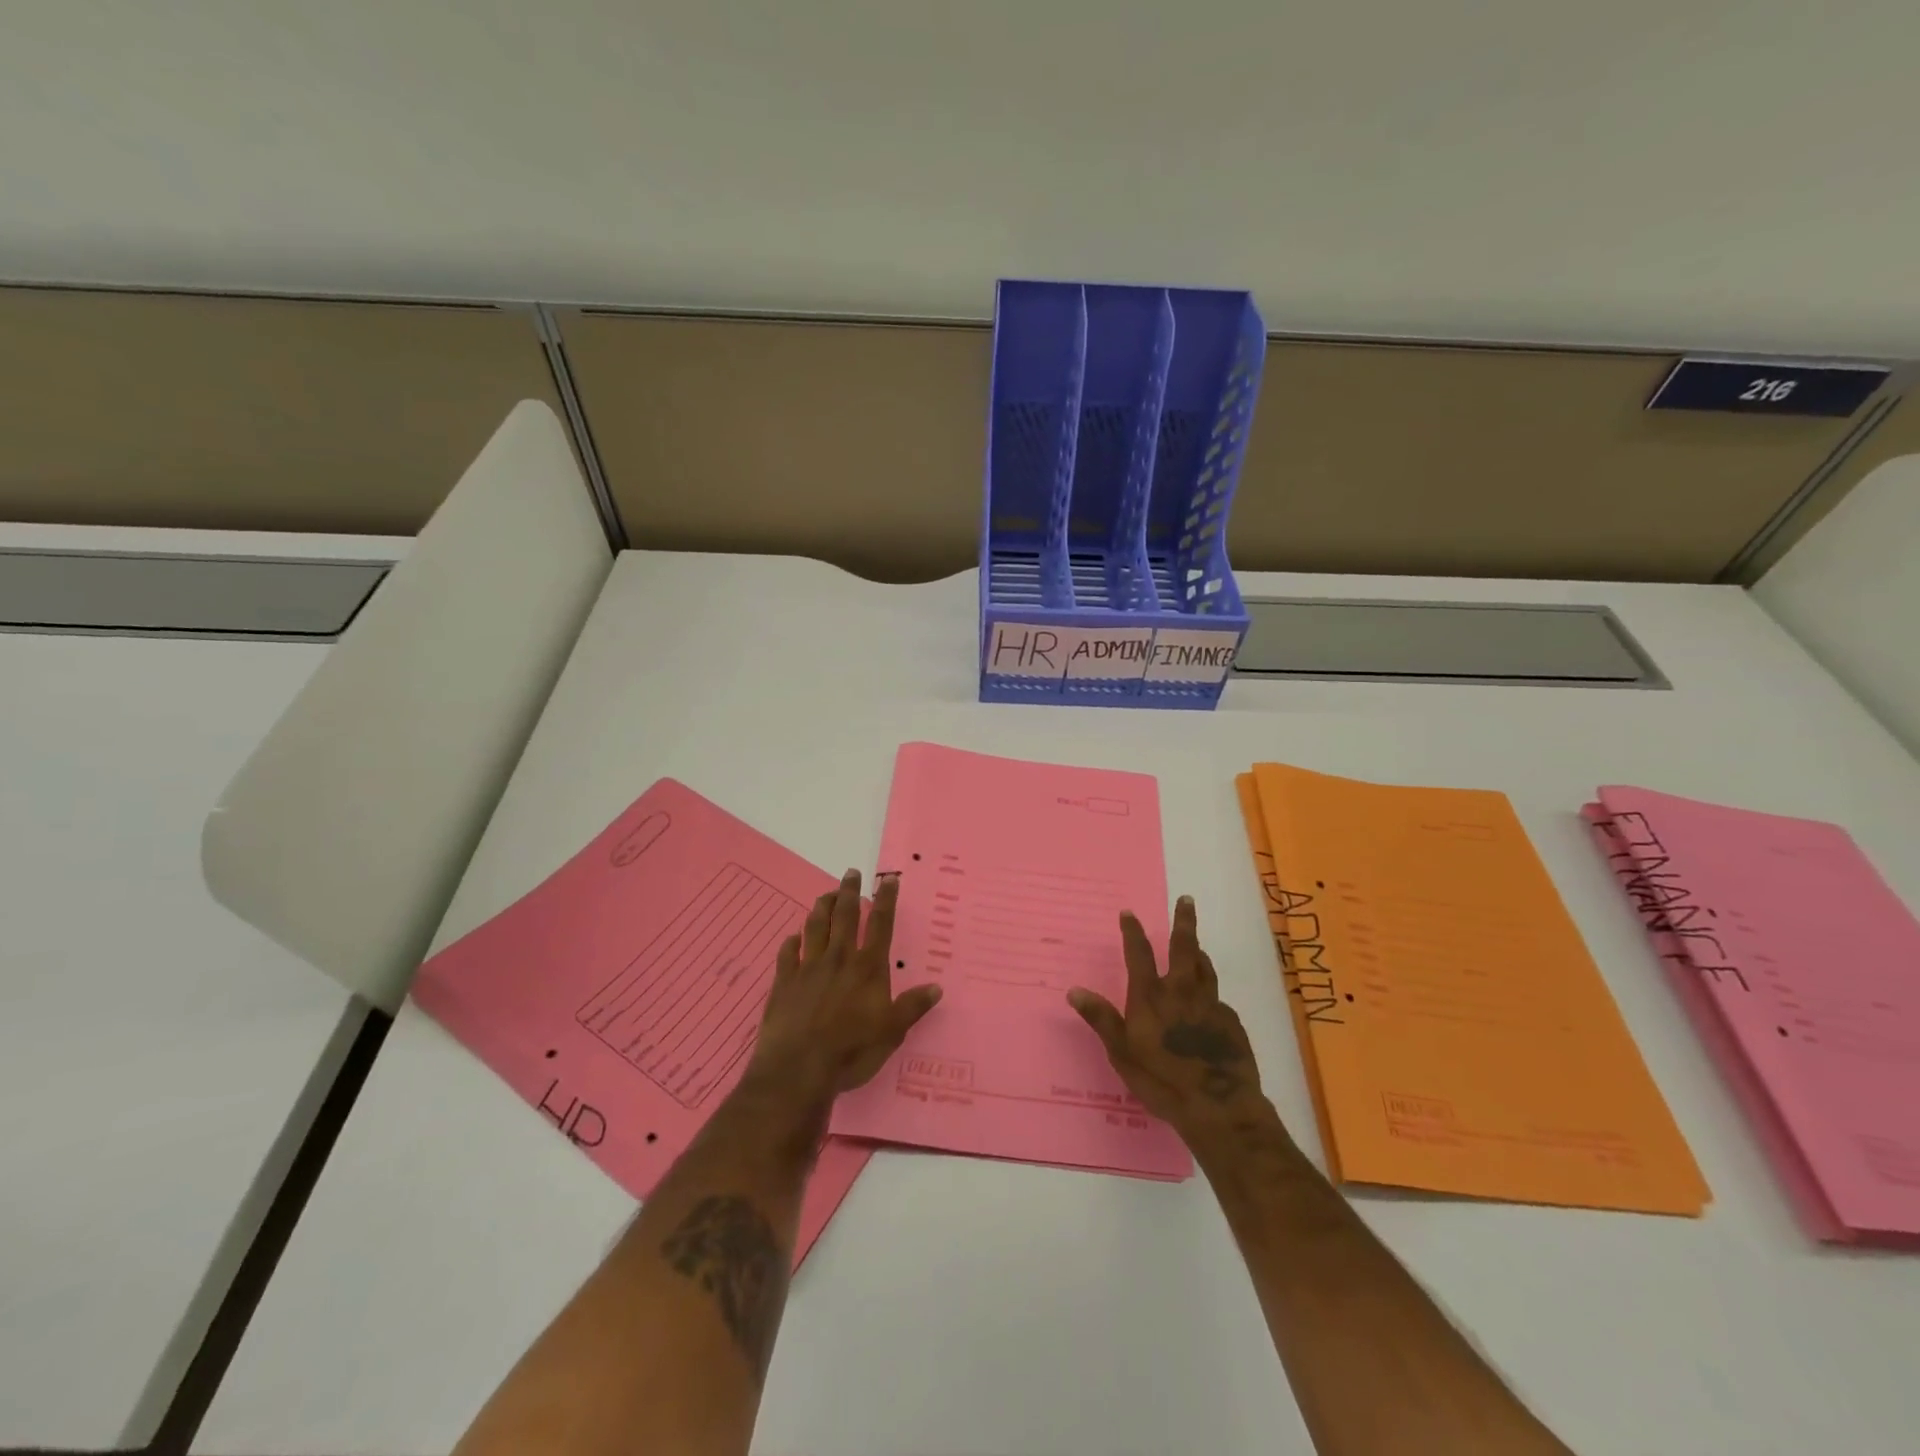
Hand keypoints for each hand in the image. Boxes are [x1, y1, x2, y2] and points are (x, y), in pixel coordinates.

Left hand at [749, 869, 941, 1101]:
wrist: (798, 1068)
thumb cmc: (851, 1050)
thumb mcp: (892, 1032)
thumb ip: (913, 1007)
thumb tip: (937, 987)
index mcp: (868, 967)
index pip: (881, 925)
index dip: (886, 900)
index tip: (888, 879)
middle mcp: (839, 959)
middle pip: (845, 916)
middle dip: (850, 892)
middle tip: (851, 872)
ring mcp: (808, 967)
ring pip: (816, 926)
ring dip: (822, 907)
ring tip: (827, 894)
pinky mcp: (784, 982)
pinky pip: (788, 953)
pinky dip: (792, 941)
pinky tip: (794, 937)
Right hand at [1067, 895, 1265, 1134]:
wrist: (1219, 1107)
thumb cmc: (1162, 1080)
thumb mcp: (1122, 1053)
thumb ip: (1101, 1019)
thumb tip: (1074, 990)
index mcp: (1151, 996)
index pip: (1139, 953)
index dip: (1133, 931)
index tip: (1129, 913)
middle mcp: (1181, 992)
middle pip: (1184, 947)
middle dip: (1183, 921)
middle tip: (1187, 899)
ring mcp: (1210, 1005)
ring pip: (1205, 968)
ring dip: (1199, 952)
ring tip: (1197, 945)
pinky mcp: (1231, 1023)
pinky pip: (1218, 999)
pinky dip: (1210, 994)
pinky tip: (1210, 1004)